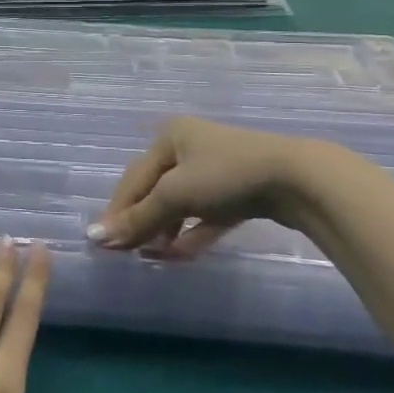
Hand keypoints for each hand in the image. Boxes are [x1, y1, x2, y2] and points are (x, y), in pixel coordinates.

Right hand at [91, 118, 350, 254]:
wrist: (298, 179)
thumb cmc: (225, 175)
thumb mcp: (175, 194)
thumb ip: (138, 217)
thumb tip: (96, 237)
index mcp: (170, 137)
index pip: (134, 178)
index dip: (117, 210)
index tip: (102, 242)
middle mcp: (190, 147)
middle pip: (155, 190)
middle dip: (141, 221)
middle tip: (125, 251)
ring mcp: (217, 170)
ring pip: (181, 204)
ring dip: (165, 230)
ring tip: (152, 256)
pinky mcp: (240, 192)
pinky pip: (207, 215)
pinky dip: (193, 233)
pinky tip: (180, 254)